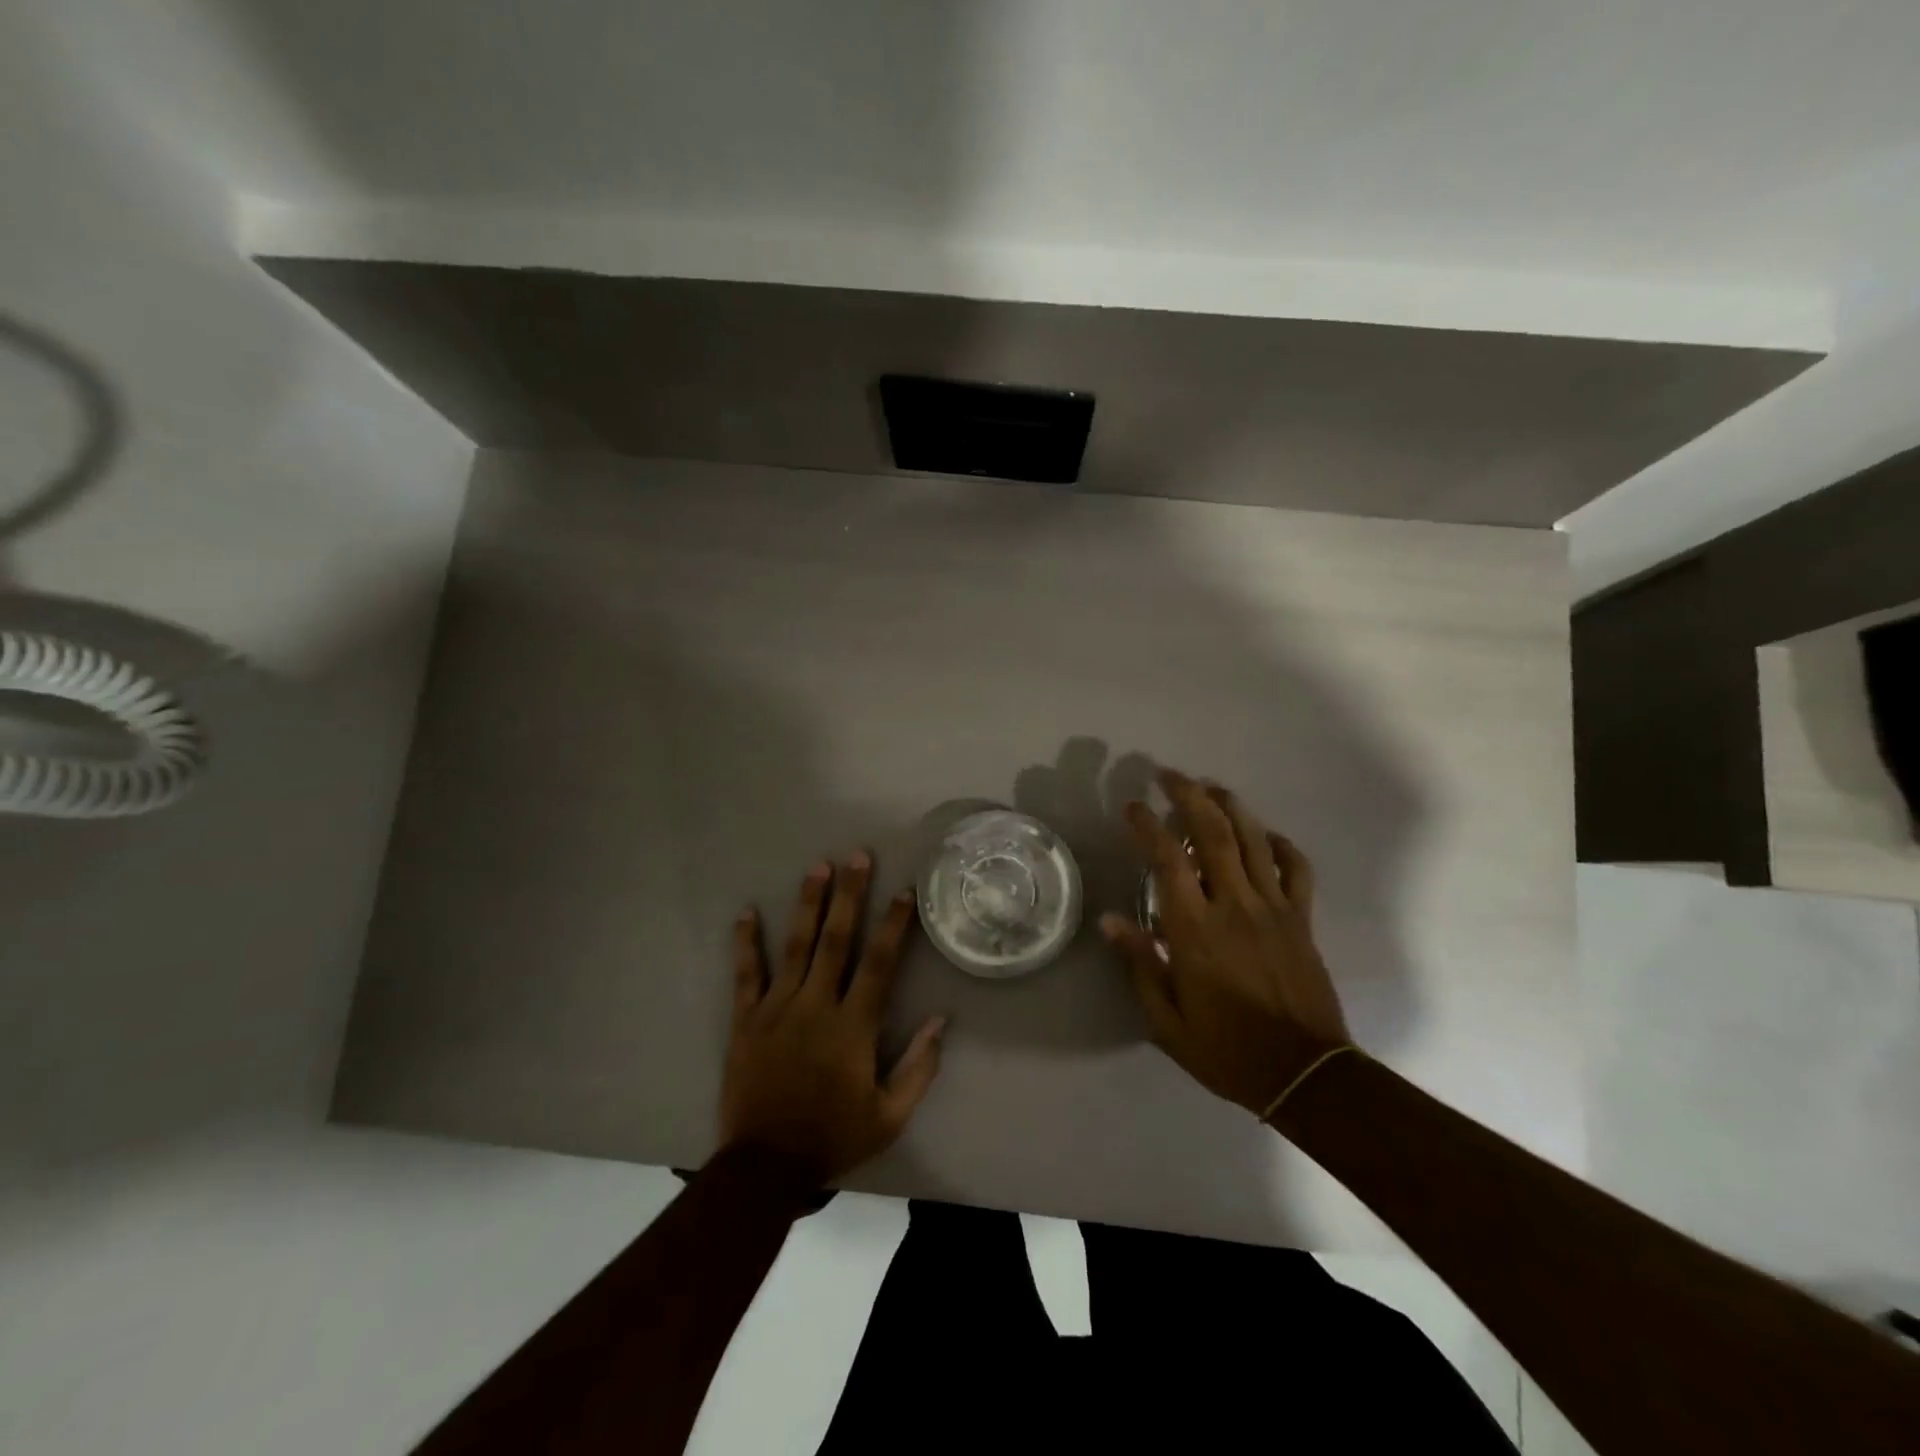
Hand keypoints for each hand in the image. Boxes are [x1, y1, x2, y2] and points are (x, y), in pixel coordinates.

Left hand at [721, 852, 946, 1181]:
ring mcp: (777, 1010)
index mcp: (853, 1027)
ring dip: (807, 904)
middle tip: (856, 856)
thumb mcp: (889, 1116)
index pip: (879, 964)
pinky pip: (746, 975)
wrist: (765, 1168)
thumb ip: (919, 1067)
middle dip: (849, 896)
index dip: (893, 925)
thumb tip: (941, 1020)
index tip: (904, 891)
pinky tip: (746, 912)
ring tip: (816, 867)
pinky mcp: (746, 1021)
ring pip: (795, 947)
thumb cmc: (833, 1138)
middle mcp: (816, 1006)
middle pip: (836, 941)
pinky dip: (746, 943)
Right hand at [1101, 768, 1351, 1115]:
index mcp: (1195, 930)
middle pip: (1213, 834)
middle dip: (1189, 796)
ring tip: (1211, 786)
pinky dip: (1281, 845)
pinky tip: (1266, 835)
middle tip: (1169, 775)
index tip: (1133, 806)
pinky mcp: (1302, 920)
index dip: (1148, 825)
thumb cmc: (1227, 1050)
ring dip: (1231, 806)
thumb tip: (1110, 921)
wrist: (1305, 1075)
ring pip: (1254, 840)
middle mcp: (1234, 906)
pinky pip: (1297, 869)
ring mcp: (1274, 909)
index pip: (1168, 860)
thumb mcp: (1167, 1020)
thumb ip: (1141, 965)